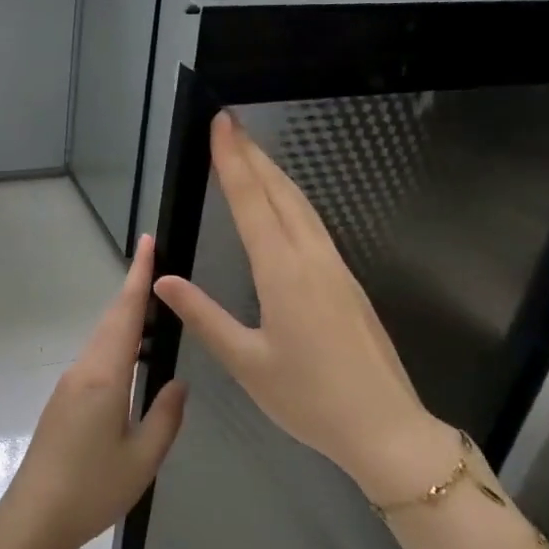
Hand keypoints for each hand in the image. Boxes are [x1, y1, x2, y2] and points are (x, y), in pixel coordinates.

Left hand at [0, 235, 187, 548]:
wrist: (33, 519)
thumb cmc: (92, 490)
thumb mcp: (143, 458)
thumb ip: (166, 416)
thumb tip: (177, 382)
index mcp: (104, 377)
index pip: (124, 314)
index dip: (138, 276)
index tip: (146, 242)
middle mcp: (83, 370)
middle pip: (111, 321)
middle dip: (135, 291)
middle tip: (160, 269)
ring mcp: (69, 385)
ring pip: (102, 340)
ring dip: (126, 320)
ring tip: (157, 311)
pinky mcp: (63, 402)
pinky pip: (95, 360)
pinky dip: (117, 346)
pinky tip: (134, 358)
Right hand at [153, 113, 455, 501]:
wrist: (385, 426)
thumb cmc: (309, 399)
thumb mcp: (247, 363)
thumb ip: (204, 316)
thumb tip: (164, 280)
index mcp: (283, 274)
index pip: (252, 204)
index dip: (232, 161)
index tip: (221, 123)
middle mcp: (312, 259)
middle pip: (281, 193)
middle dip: (253, 155)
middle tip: (230, 123)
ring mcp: (336, 268)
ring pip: (302, 207)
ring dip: (274, 174)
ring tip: (251, 152)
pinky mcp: (348, 282)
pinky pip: (315, 226)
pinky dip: (291, 202)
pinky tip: (283, 205)